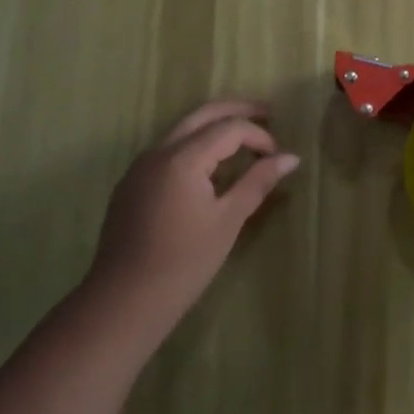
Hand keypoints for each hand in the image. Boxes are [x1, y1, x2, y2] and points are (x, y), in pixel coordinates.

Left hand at [87, 100, 301, 323]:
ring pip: (183, 129)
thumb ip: (258, 182)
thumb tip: (291, 157)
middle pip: (203, 115)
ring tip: (244, 135)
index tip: (277, 156)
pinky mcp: (131, 184)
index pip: (229, 128)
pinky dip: (195, 144)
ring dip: (214, 125)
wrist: (122, 303)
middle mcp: (158, 152)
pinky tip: (211, 164)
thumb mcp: (228, 221)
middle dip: (237, 110)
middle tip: (268, 112)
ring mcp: (140, 167)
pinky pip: (168, 150)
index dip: (258, 135)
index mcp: (182, 158)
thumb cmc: (183, 262)